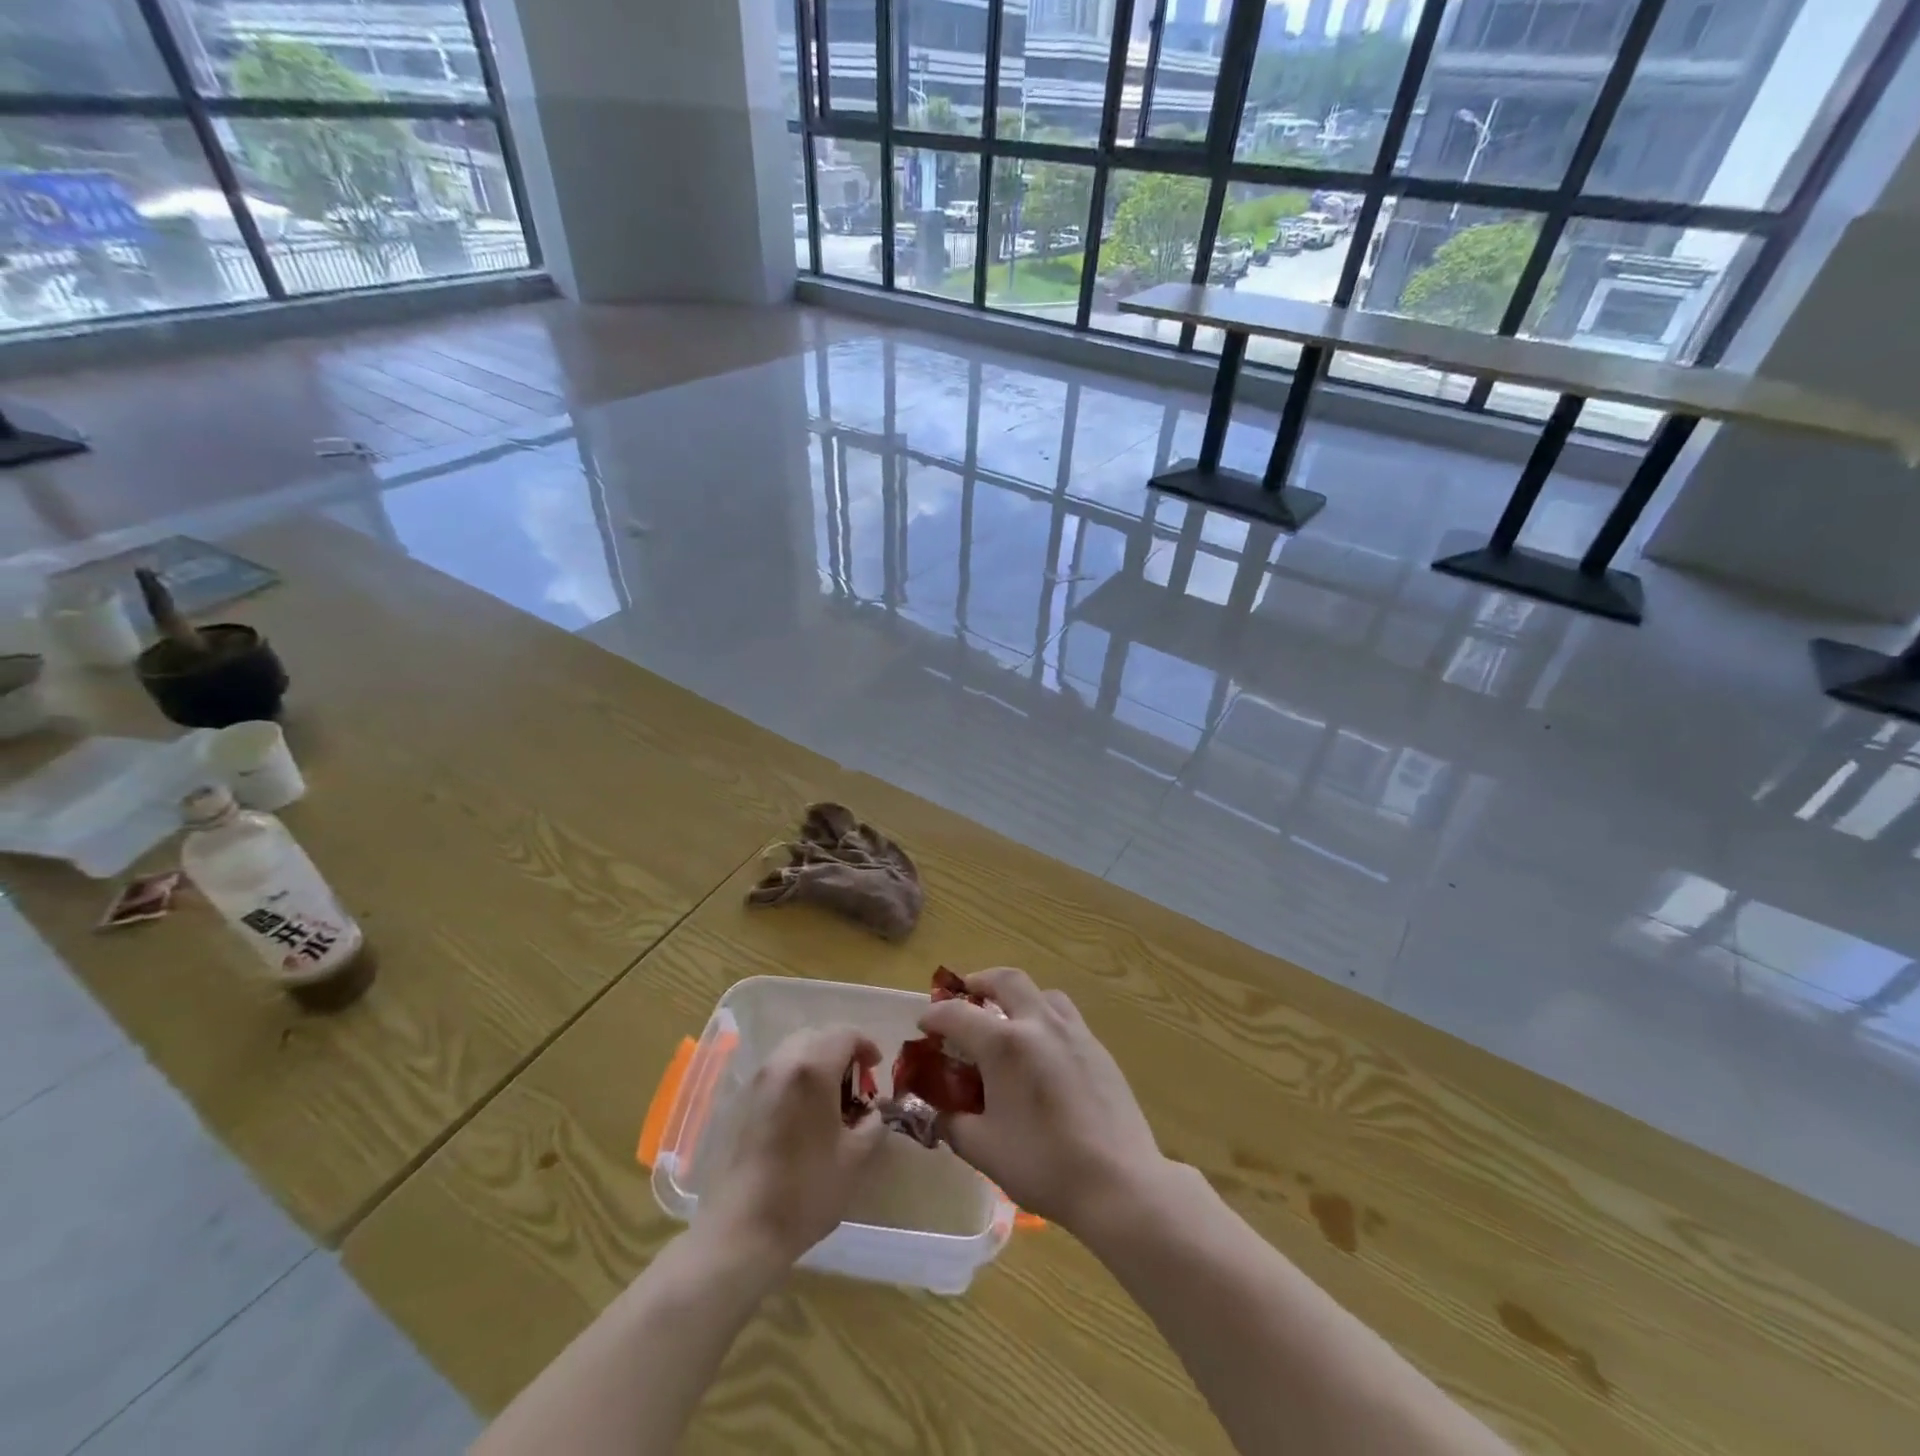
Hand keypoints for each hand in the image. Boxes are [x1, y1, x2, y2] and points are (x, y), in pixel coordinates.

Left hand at [696, 1027, 887, 1266]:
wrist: (742, 1230)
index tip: (876, 1068)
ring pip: (793, 1050)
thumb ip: (873, 1124)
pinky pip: (775, 1072)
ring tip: (829, 1096)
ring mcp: (757, 1081)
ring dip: (816, 1061)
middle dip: (840, 1049)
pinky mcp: (741, 1102)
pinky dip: (794, 1076)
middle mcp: (782, 1063)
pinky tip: (802, 1112)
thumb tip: (876, 1110)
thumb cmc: (806, 1190)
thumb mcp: (855, 1158)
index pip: (845, 1034)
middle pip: (817, 1035)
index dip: (866, 1045)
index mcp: (813, 1069)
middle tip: (855, 1080)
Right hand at [919, 968, 1166, 1233]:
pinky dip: (1043, 1016)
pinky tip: (1042, 1049)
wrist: (1119, 1181)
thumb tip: (936, 1113)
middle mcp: (1039, 1024)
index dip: (935, 1016)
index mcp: (1005, 1044)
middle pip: (1006, 980)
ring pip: (1041, 992)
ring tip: (1006, 1018)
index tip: (924, 1025)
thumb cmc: (1044, 1166)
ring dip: (1017, 995)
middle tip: (966, 995)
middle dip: (980, 981)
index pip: (958, 1014)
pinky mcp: (1098, 1047)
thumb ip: (952, 1124)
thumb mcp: (983, 1150)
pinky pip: (1064, 1015)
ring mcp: (1074, 1031)